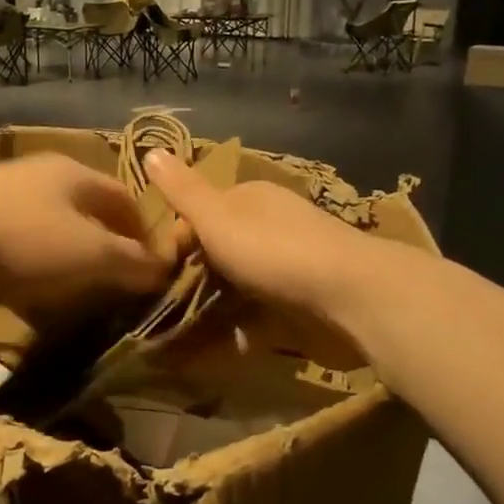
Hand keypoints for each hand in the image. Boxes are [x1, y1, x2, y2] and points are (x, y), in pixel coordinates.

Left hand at [0, 155, 176, 319]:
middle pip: (87, 221)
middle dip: (106, 260)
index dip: (145, 237)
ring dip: (69, 276)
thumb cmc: (23, 240)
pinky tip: (34, 313)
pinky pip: (18, 260)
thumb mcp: (92, 254)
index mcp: (75, 174)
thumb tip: (164, 269)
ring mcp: (4, 205)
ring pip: (52, 243)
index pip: (126, 200)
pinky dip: (33, 284)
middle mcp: (41, 181)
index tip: (154, 276)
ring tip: (79, 312)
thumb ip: (133, 262)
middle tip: (117, 298)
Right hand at [143, 150, 379, 364]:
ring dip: (208, 312)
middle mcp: (269, 228)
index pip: (200, 215)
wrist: (353, 297)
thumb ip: (183, 192)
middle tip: (160, 310)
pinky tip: (212, 354)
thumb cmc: (275, 250)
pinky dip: (236, 334)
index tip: (153, 272)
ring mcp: (287, 268)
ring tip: (175, 342)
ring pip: (235, 289)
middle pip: (218, 253)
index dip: (175, 242)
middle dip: (190, 281)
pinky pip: (257, 319)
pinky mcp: (300, 306)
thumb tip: (150, 149)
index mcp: (250, 199)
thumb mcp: (218, 217)